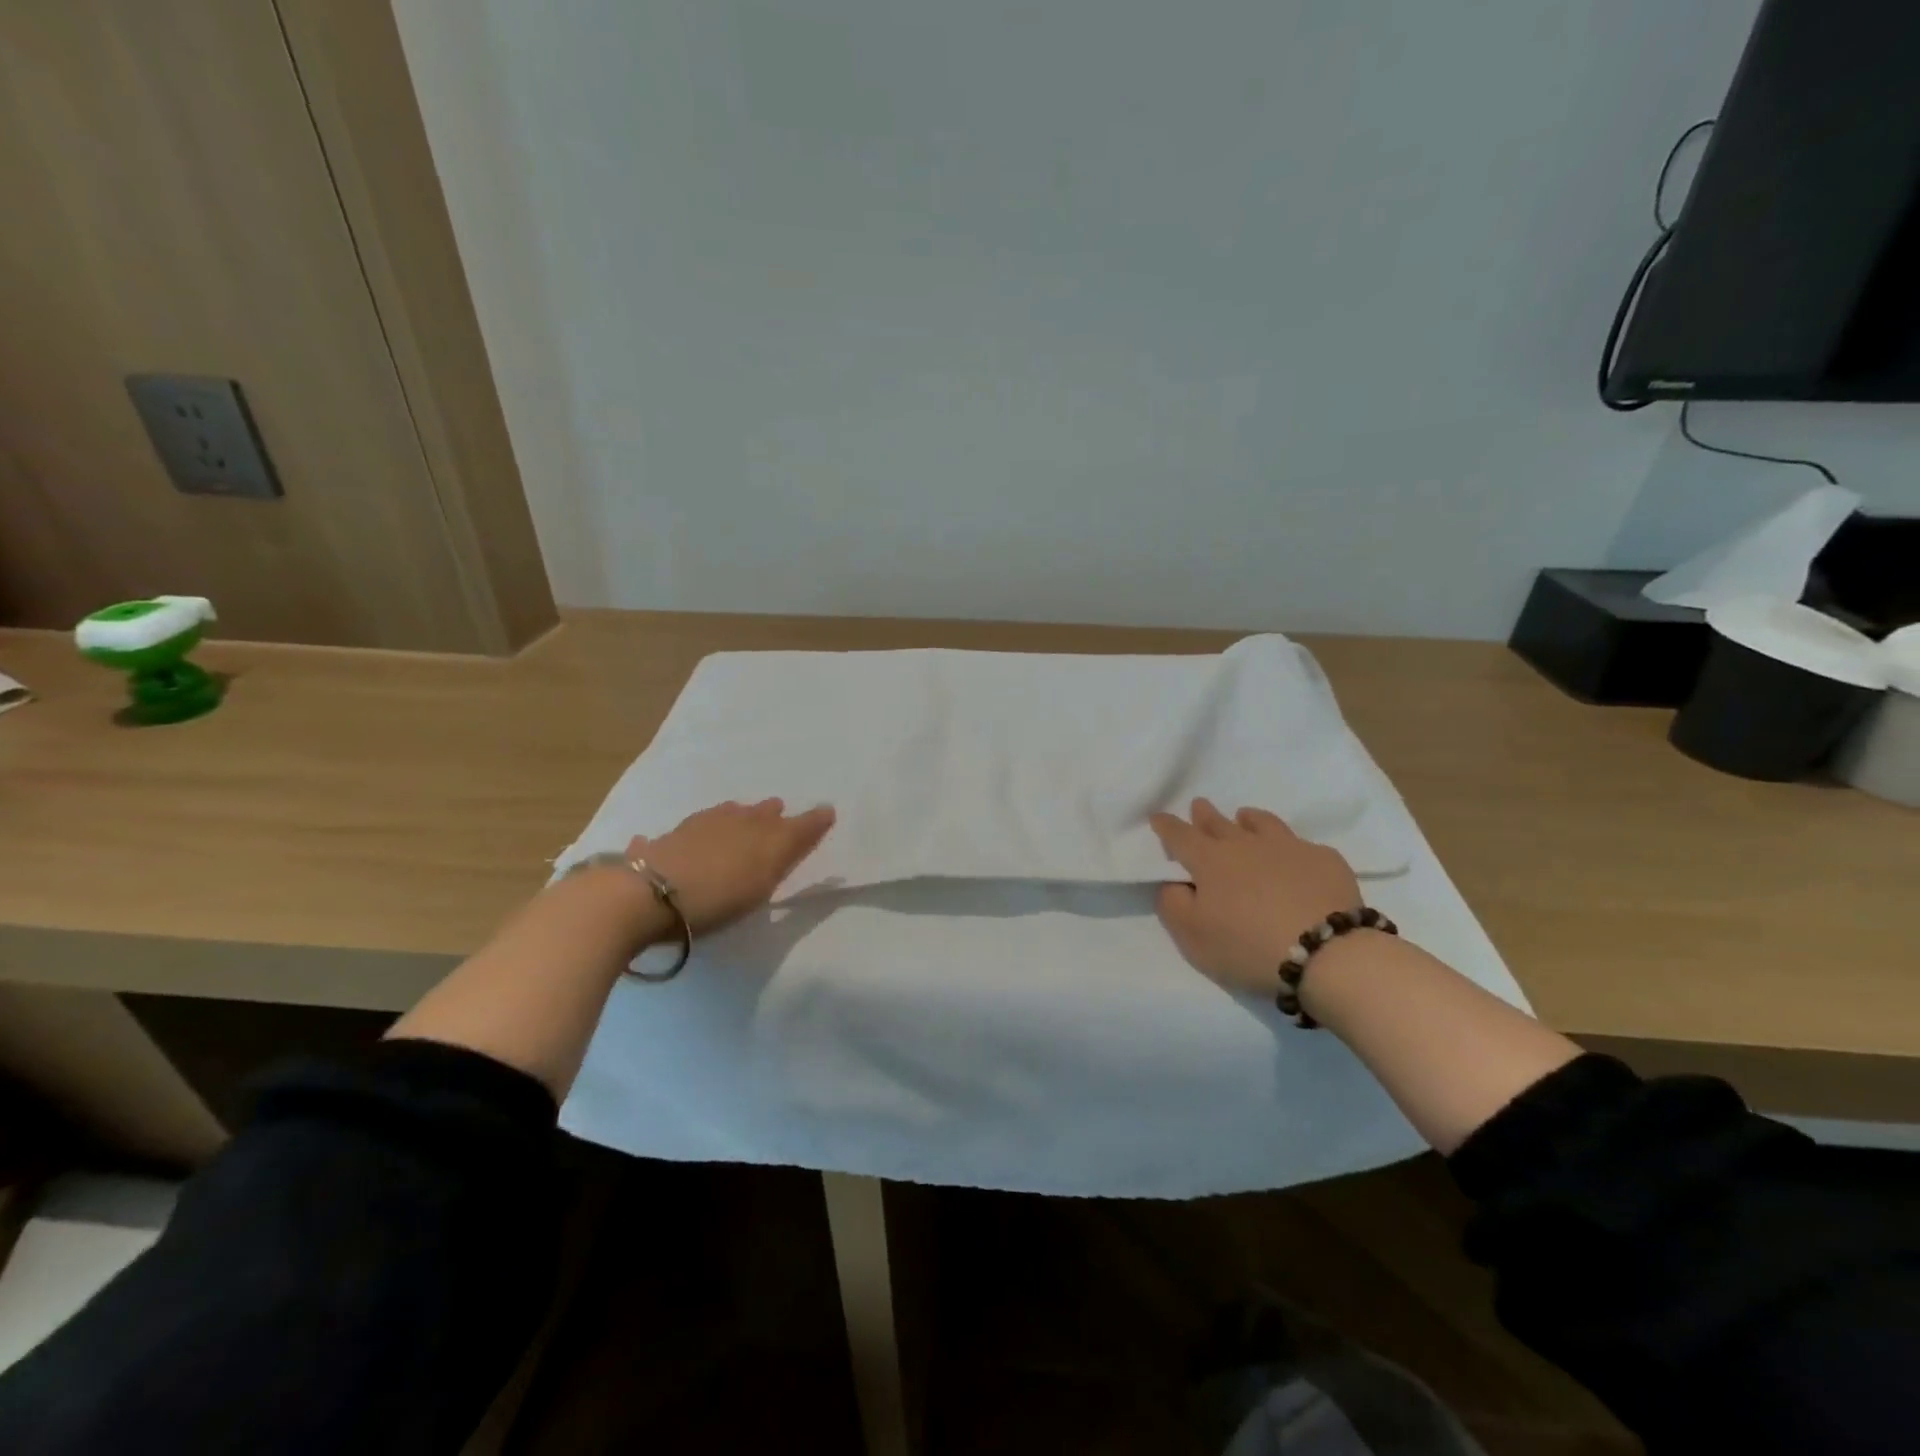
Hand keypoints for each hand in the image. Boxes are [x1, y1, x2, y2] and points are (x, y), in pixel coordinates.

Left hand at [629, 798, 835, 935]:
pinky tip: (673, 841)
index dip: (810, 820)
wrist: (647, 896)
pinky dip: (682, 837)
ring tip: (735, 819)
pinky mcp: (659, 846)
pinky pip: (676, 837)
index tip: (825, 813)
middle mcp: (726, 822)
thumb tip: (825, 812)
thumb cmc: (717, 894)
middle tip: (775, 812)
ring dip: (730, 817)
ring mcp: (690, 831)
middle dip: (767, 814)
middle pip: (753, 815)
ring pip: (718, 817)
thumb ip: (793, 845)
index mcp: (756, 829)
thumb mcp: (765, 875)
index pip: (791, 823)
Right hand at [1149, 798, 1361, 997]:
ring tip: (1245, 818)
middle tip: (1199, 806)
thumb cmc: (1249, 946)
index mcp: (1210, 861)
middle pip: (1219, 823)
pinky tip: (1294, 857)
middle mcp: (1246, 844)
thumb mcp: (1193, 937)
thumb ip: (1173, 905)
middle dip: (1204, 814)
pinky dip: (1291, 847)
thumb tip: (1172, 884)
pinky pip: (1302, 845)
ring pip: (1262, 823)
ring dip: (1248, 819)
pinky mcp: (1325, 860)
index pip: (1180, 836)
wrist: (1328, 953)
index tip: (1157, 817)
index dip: (1166, 826)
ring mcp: (1289, 847)